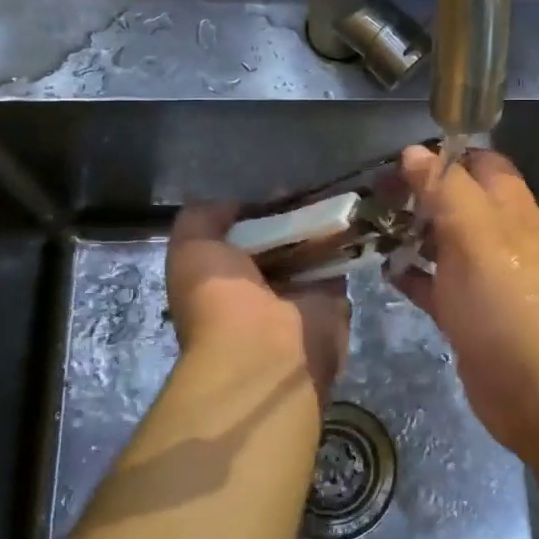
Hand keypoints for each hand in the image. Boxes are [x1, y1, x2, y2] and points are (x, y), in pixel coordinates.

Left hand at [166, 204, 349, 399]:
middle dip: (290, 217)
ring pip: (309, 252)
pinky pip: (338, 264)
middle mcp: (258, 290)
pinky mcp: (331, 302)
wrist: (264, 349)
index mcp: (221, 281)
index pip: (240, 238)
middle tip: (307, 190)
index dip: (254, 212)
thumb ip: (204, 218)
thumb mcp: (190, 246)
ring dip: (318, 227)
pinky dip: (343, 243)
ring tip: (331, 196)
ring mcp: (296, 298)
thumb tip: (237, 204)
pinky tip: (347, 217)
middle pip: (278, 242)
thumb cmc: (219, 298)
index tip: (274, 190)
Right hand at [396, 146, 538, 455]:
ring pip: (445, 244)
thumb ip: (447, 190)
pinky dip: (413, 276)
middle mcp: (502, 239)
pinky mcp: (471, 317)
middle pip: (459, 203)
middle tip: (372, 194)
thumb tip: (415, 151)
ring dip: (412, 234)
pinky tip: (382, 272)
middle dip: (419, 195)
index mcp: (512, 210)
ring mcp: (486, 280)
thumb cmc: (510, 304)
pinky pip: (437, 286)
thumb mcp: (477, 236)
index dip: (445, 156)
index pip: (482, 164)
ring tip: (367, 228)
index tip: (399, 160)